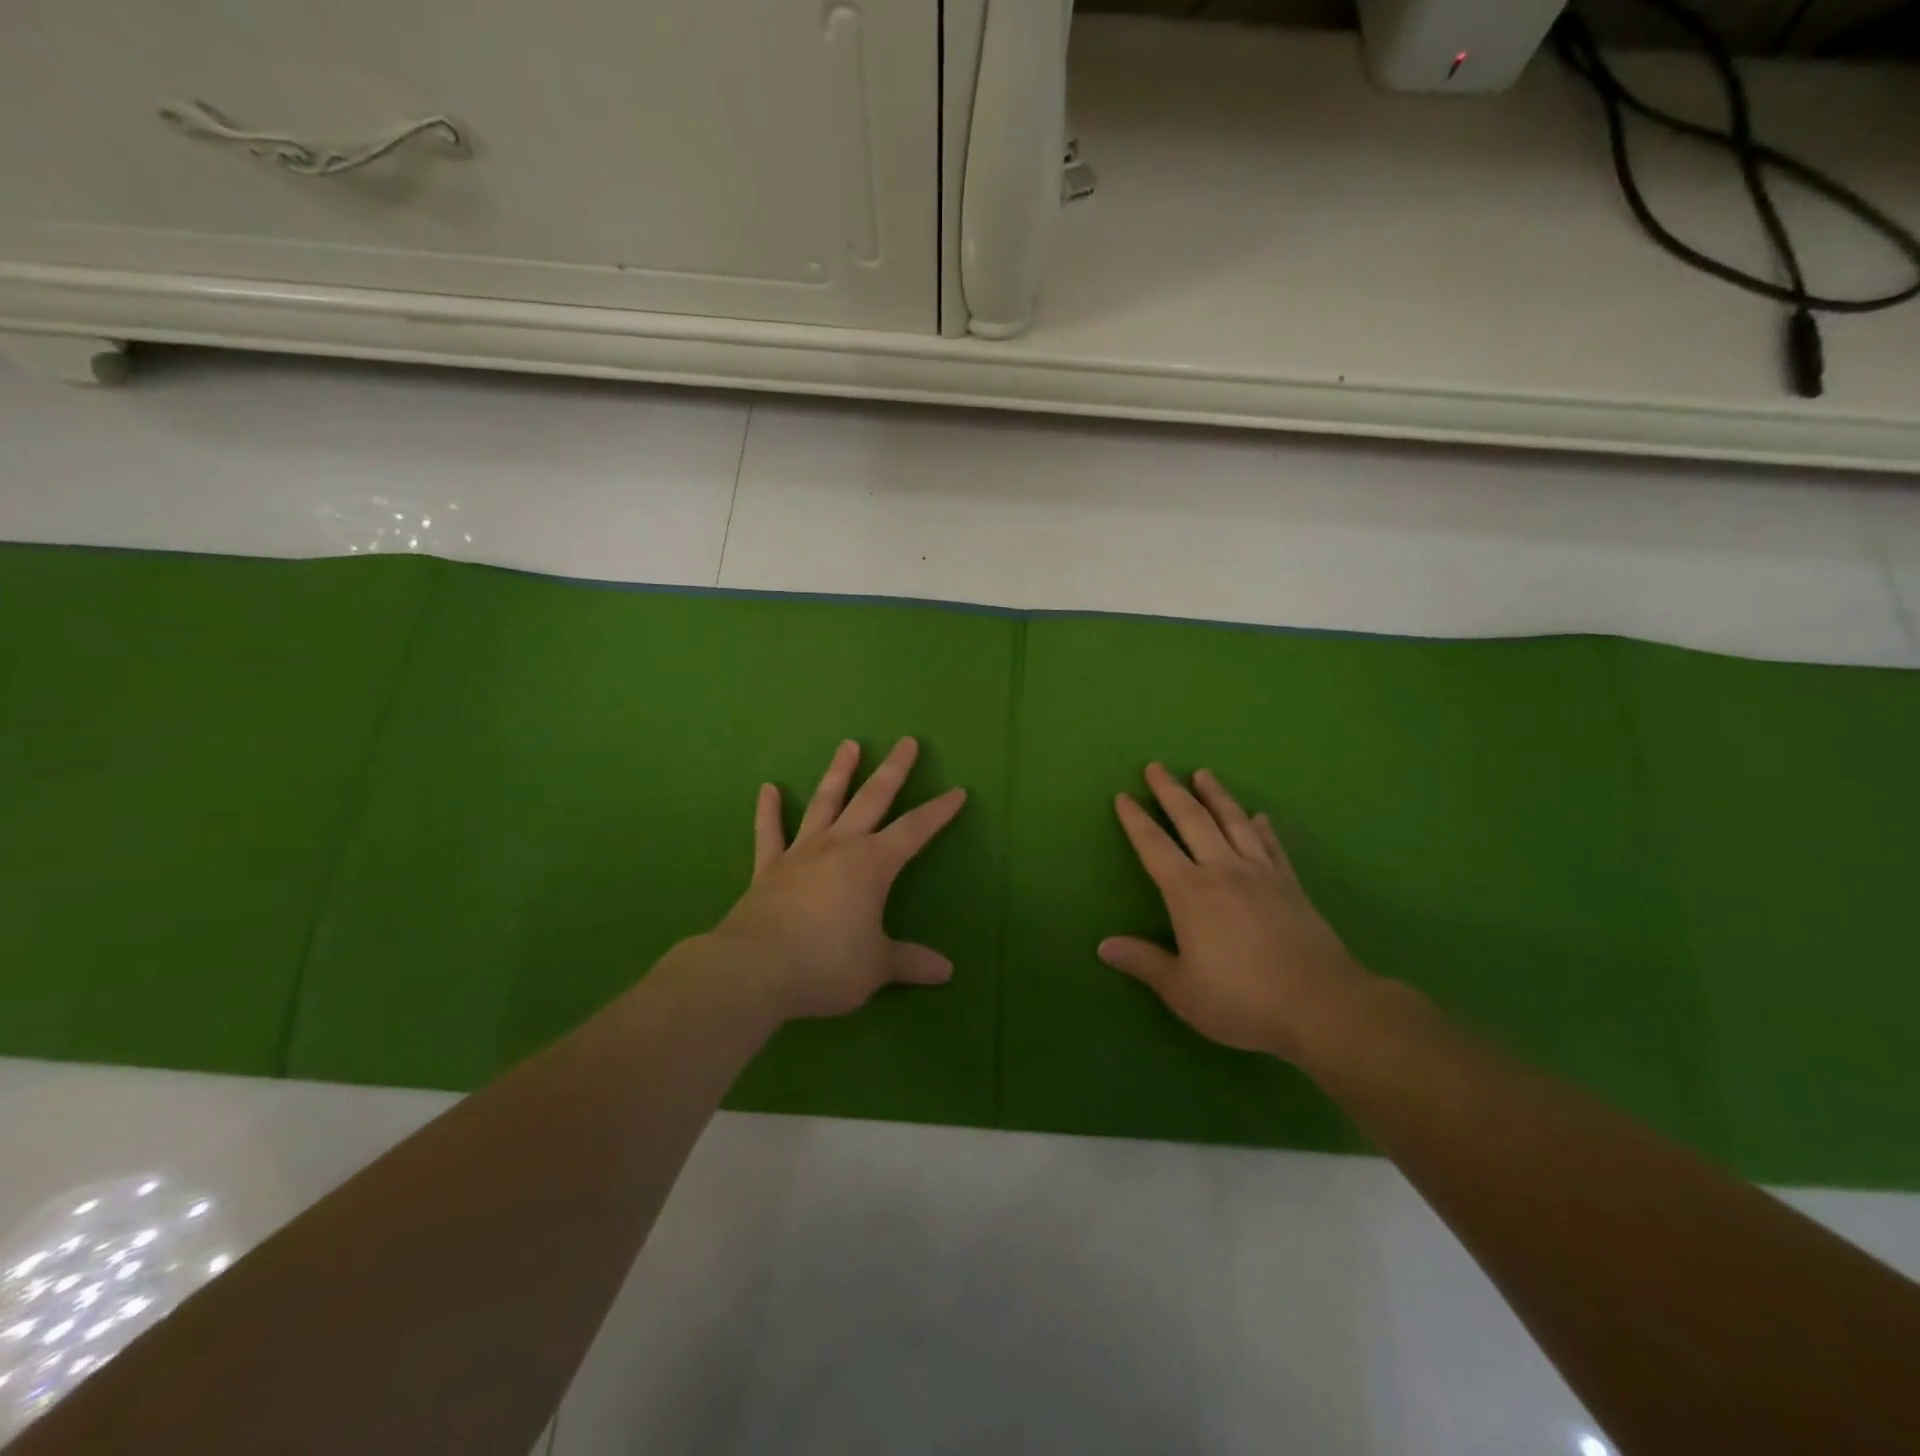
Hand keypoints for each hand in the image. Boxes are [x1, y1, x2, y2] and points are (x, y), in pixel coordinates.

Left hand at [713, 736, 966, 1021]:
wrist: (754, 969)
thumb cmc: (826, 964)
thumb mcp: (876, 967)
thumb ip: (910, 962)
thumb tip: (946, 972)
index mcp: (872, 864)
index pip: (914, 830)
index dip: (938, 812)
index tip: (957, 792)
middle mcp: (839, 846)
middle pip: (872, 799)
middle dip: (893, 770)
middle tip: (906, 741)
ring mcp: (801, 853)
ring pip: (824, 803)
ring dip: (838, 774)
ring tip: (848, 745)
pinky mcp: (769, 869)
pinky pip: (769, 833)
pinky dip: (769, 811)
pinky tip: (768, 788)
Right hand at [1100, 763, 1369, 1061]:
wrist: (1322, 1006)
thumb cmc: (1243, 1000)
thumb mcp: (1182, 991)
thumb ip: (1144, 962)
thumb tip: (1103, 946)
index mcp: (1190, 892)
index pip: (1154, 846)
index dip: (1136, 821)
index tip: (1123, 796)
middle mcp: (1223, 871)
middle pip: (1192, 820)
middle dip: (1170, 791)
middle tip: (1156, 766)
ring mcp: (1261, 874)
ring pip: (1233, 822)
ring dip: (1216, 795)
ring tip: (1203, 773)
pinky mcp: (1291, 885)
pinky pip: (1271, 846)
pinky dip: (1262, 827)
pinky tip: (1259, 816)